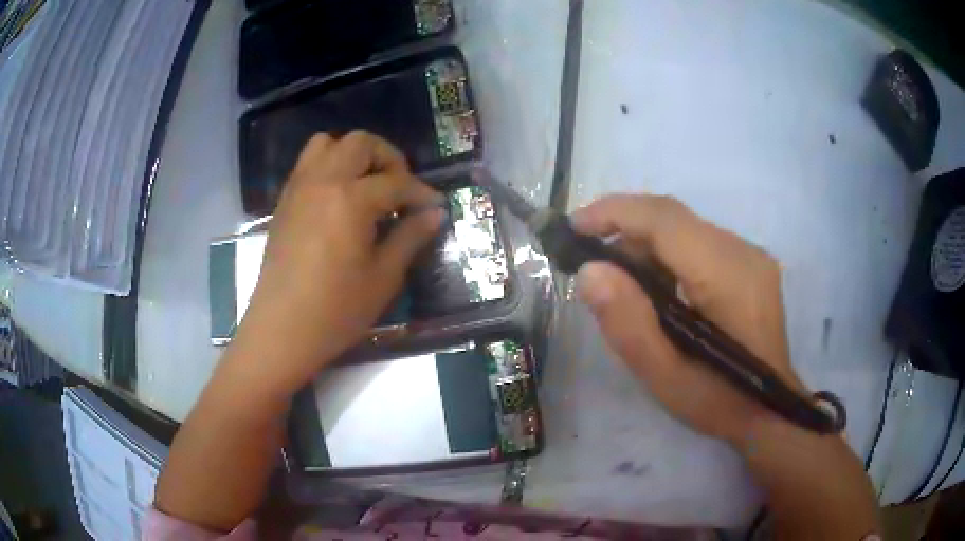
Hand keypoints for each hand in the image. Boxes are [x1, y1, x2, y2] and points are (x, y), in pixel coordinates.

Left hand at [233, 132, 443, 392]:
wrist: (281, 330)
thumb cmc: (336, 310)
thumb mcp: (383, 277)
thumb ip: (411, 237)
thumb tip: (435, 213)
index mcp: (350, 199)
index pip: (396, 182)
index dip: (421, 193)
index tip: (435, 207)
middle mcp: (322, 181)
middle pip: (360, 143)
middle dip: (388, 159)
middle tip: (399, 190)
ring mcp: (298, 188)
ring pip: (327, 144)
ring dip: (353, 155)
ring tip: (366, 186)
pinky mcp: (284, 202)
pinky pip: (307, 164)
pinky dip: (329, 167)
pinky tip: (339, 200)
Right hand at [572, 194, 804, 446]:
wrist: (770, 410)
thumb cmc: (719, 401)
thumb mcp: (665, 377)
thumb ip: (628, 324)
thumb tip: (590, 271)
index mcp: (726, 276)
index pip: (665, 219)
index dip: (615, 212)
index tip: (574, 227)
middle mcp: (742, 251)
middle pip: (673, 217)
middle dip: (625, 228)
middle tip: (593, 264)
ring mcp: (750, 255)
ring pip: (685, 227)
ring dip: (645, 244)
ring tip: (623, 284)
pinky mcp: (749, 263)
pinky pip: (699, 241)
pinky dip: (667, 254)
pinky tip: (658, 289)